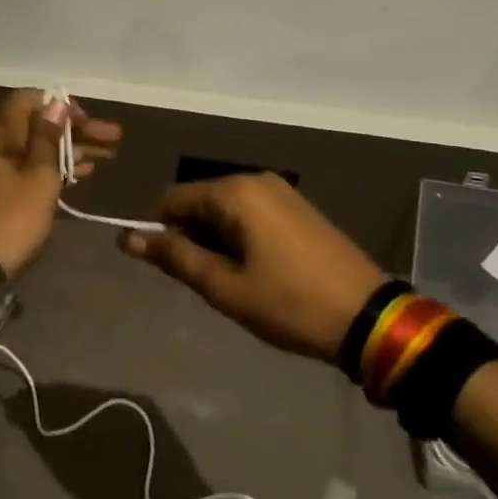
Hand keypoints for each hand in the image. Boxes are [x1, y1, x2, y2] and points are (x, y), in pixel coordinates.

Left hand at [0, 89, 122, 277]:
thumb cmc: (12, 217)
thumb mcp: (38, 176)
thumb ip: (48, 138)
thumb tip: (55, 103)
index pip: (28, 100)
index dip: (59, 106)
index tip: (87, 120)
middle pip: (37, 125)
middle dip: (76, 130)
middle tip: (115, 138)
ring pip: (37, 148)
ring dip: (71, 150)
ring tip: (109, 156)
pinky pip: (29, 167)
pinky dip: (55, 168)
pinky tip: (82, 174)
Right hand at [119, 175, 385, 361]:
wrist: (369, 318)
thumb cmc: (289, 303)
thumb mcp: (225, 287)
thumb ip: (175, 257)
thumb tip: (128, 238)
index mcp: (235, 192)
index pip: (173, 199)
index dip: (161, 233)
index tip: (171, 270)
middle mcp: (256, 180)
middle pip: (200, 202)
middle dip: (192, 237)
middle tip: (209, 282)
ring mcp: (282, 192)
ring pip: (226, 210)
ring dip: (217, 241)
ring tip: (235, 282)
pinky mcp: (299, 208)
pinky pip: (252, 214)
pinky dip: (242, 238)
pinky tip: (258, 271)